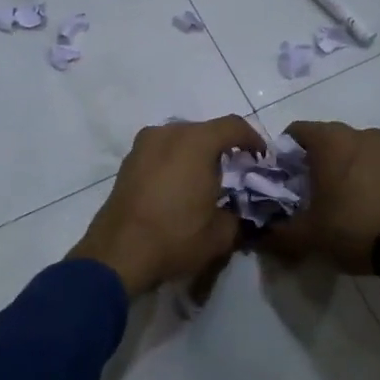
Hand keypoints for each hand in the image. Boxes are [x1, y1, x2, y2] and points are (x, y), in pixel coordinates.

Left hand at [67, 115, 264, 297]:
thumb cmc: (175, 237)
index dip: (253, 139)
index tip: (262, 158)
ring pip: (180, 139)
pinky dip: (175, 161)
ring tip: (206, 180)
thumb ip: (237, 214)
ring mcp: (143, 144)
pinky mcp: (128, 161)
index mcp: (196, 142)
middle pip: (205, 130)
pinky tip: (179, 187)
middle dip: (224, 147)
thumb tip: (235, 210)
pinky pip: (161, 151)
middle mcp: (168, 133)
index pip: (234, 126)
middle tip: (236, 171)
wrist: (118, 252)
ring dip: (197, 153)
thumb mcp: (221, 233)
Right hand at [259, 121, 379, 274]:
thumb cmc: (351, 227)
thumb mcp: (306, 235)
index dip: (281, 156)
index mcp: (329, 139)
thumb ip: (276, 233)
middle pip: (322, 140)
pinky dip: (358, 177)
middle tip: (301, 194)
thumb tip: (257, 237)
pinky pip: (369, 163)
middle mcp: (356, 133)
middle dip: (308, 162)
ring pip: (347, 151)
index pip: (294, 132)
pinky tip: (355, 205)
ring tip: (330, 201)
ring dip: (335, 169)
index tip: (279, 181)